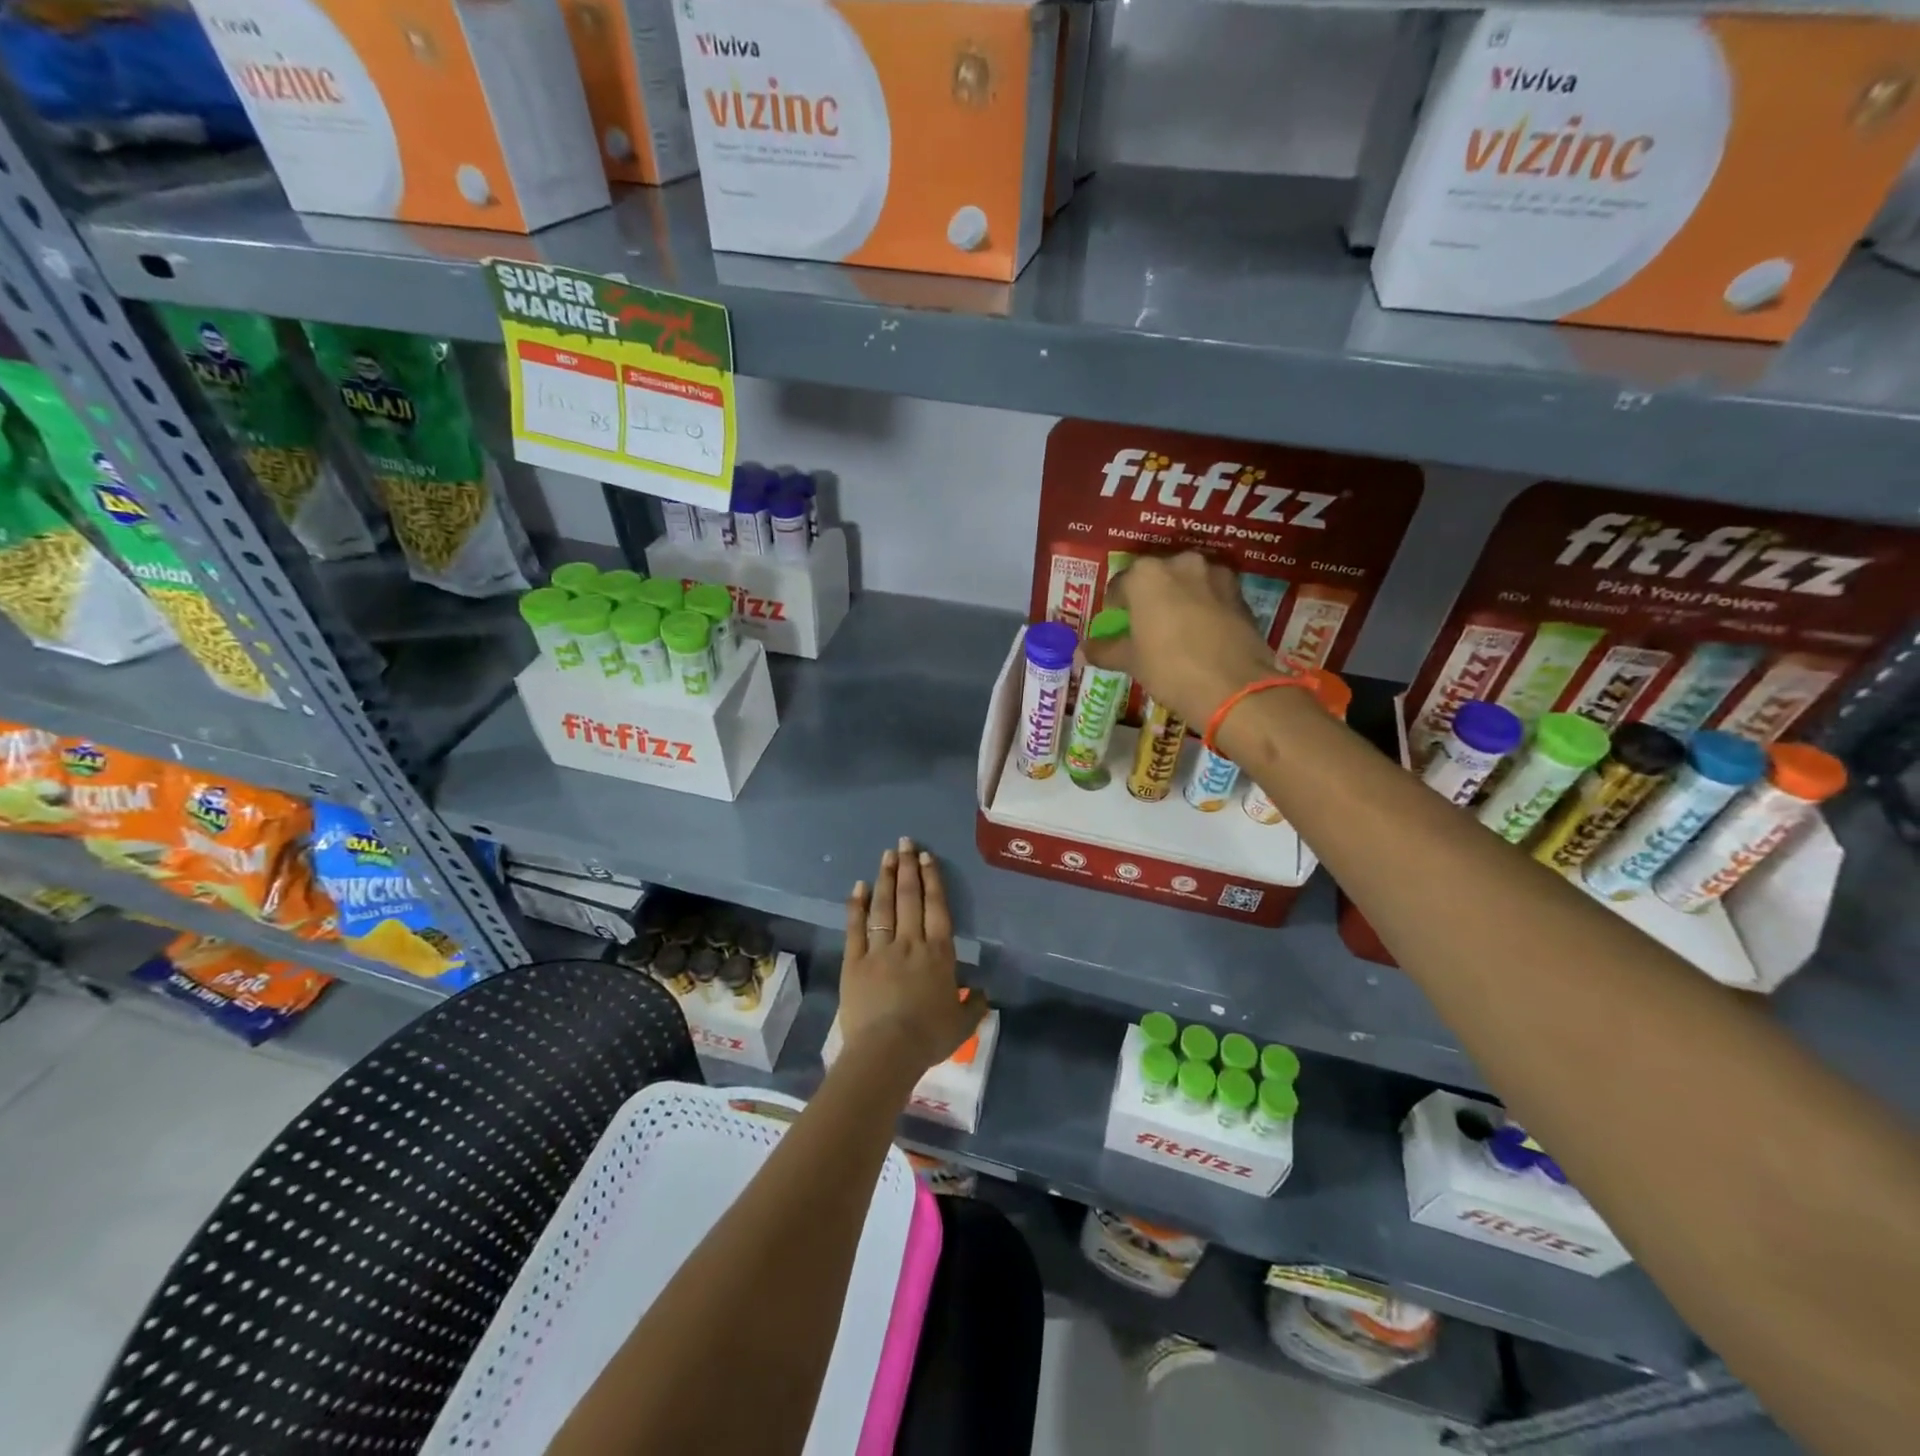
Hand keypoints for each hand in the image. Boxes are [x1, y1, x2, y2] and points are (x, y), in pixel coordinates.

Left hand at [841, 838, 986, 1076]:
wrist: (887, 1051)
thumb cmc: (929, 1037)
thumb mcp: (962, 1024)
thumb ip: (974, 1005)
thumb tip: (982, 993)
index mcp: (939, 954)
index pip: (937, 908)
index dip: (932, 880)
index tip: (926, 857)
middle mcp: (910, 943)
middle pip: (910, 898)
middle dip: (908, 868)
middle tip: (905, 843)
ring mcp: (880, 950)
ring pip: (883, 906)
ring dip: (886, 878)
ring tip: (886, 855)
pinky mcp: (855, 962)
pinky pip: (856, 928)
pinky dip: (857, 906)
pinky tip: (858, 887)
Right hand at [1087, 553, 1275, 726]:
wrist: (1233, 688)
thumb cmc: (1170, 668)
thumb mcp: (1131, 661)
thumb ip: (1105, 650)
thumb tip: (1081, 651)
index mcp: (1147, 574)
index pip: (1119, 585)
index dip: (1115, 607)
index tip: (1117, 626)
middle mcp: (1182, 563)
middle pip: (1156, 578)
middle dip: (1149, 599)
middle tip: (1145, 628)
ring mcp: (1216, 575)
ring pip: (1187, 584)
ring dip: (1178, 600)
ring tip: (1175, 631)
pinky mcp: (1240, 594)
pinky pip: (1212, 596)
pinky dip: (1203, 609)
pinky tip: (1201, 636)